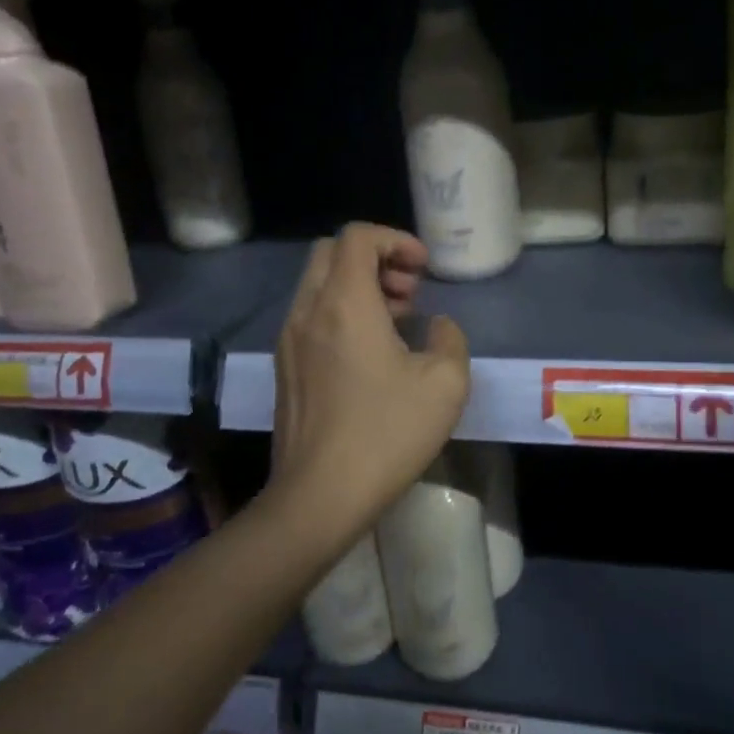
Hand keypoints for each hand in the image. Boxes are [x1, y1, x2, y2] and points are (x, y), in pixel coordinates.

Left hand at [270, 223, 469, 538]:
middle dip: (375, 259)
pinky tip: (370, 355)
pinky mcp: (284, 368)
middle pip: (331, 253)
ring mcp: (288, 341)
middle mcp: (307, 311)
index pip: (357, 237)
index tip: (423, 270)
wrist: (319, 496)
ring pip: (318, 285)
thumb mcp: (446, 385)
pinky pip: (311, 316)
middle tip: (409, 293)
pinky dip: (340, 313)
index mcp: (344, 303)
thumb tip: (437, 326)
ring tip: (396, 322)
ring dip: (358, 287)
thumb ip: (450, 339)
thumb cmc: (386, 434)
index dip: (395, 240)